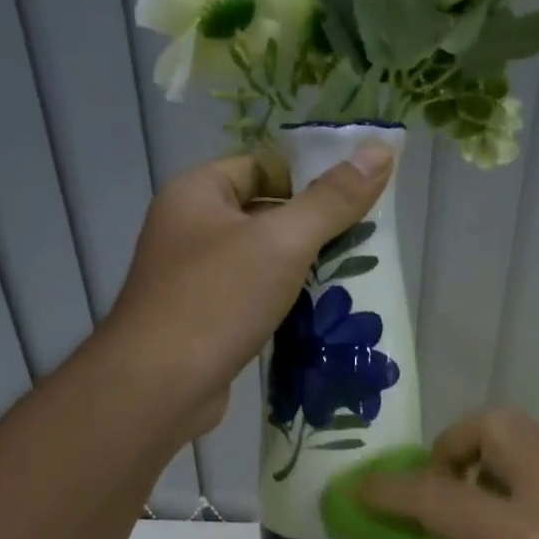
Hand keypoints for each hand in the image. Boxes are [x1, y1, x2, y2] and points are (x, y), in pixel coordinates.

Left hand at [106, 146, 393, 439]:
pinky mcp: (204, 320)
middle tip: (364, 238)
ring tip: (353, 275)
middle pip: (263, 213)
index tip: (355, 195)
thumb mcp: (282, 243)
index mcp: (197, 193)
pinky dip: (283, 302)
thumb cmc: (217, 301)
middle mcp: (189, 229)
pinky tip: (320, 314)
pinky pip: (252, 297)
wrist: (158, 388)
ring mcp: (193, 278)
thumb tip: (380, 149)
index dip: (307, 176)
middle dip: (312, 227)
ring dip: (301, 269)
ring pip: (260, 260)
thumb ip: (331, 199)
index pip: (260, 166)